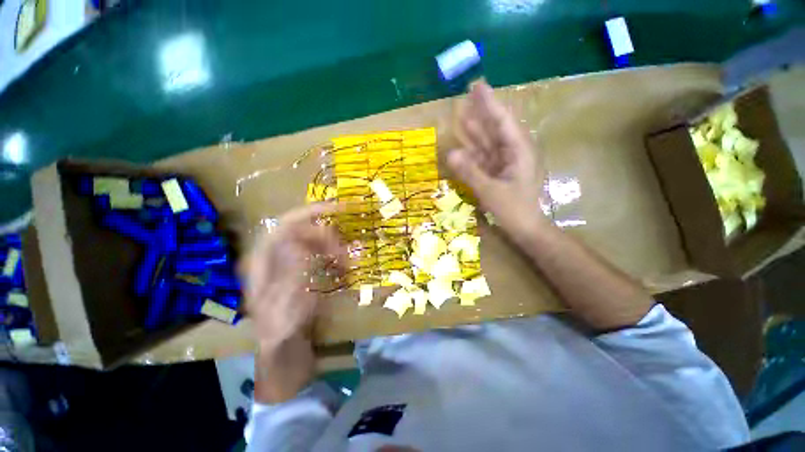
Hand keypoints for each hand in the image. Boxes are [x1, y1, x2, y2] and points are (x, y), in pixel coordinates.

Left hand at [244, 203, 343, 402]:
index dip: (309, 213)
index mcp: (262, 262)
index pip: (284, 225)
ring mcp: (288, 262)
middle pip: (302, 231)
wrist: (285, 349)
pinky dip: (334, 256)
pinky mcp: (301, 269)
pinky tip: (344, 266)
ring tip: (347, 260)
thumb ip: (290, 276)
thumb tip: (300, 246)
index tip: (336, 210)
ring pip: (314, 241)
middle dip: (327, 235)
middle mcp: (274, 256)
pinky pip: (320, 254)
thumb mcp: (284, 307)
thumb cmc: (282, 332)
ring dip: (333, 246)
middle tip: (346, 248)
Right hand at [448, 80, 547, 238]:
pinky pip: (482, 157)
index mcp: (518, 151)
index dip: (489, 103)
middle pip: (494, 127)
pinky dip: (471, 152)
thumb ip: (470, 172)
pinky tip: (461, 145)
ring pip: (487, 142)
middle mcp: (512, 152)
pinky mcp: (497, 172)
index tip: (477, 86)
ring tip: (462, 113)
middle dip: (481, 112)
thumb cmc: (514, 210)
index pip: (501, 121)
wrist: (525, 228)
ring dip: (475, 130)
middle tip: (467, 94)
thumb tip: (450, 153)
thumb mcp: (491, 191)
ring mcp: (504, 162)